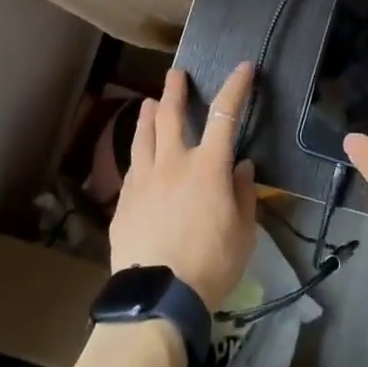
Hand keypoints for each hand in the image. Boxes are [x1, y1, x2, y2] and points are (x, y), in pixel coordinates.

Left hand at [109, 63, 257, 309]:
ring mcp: (143, 180)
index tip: (243, 68)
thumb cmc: (210, 264)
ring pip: (143, 137)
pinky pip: (132, 167)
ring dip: (149, 115)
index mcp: (208, 167)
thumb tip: (241, 167)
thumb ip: (242, 194)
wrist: (157, 298)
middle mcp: (173, 163)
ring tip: (150, 103)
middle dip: (175, 90)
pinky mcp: (124, 201)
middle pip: (171, 115)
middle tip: (176, 74)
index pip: (225, 115)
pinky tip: (139, 158)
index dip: (236, 87)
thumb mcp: (243, 233)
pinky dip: (139, 154)